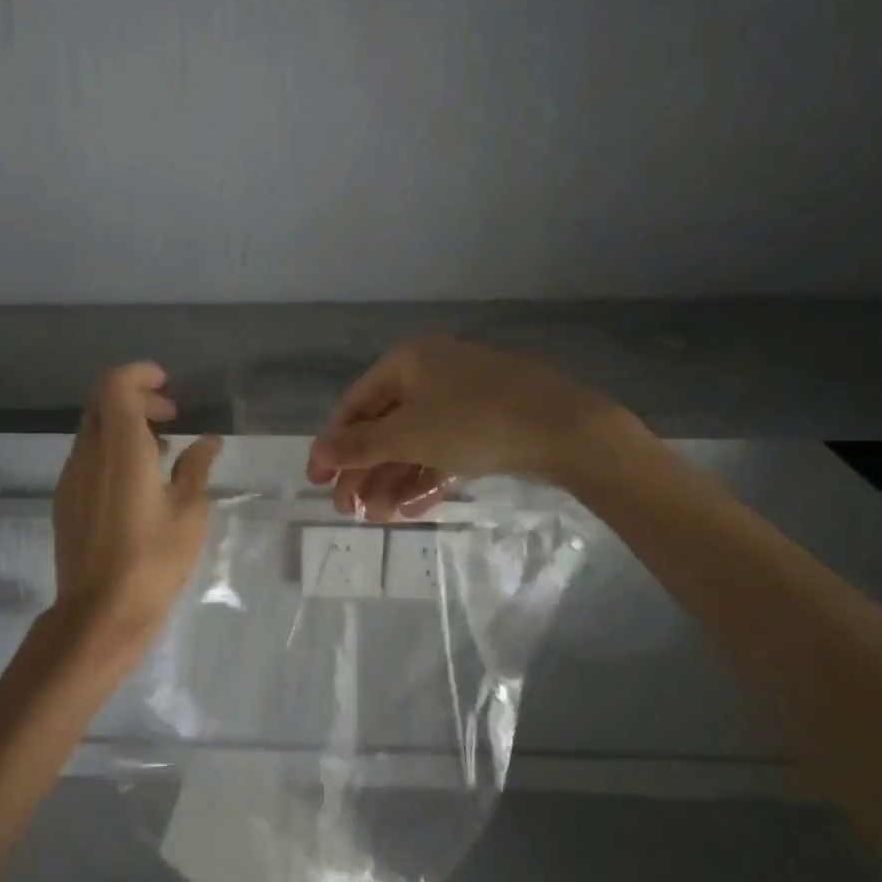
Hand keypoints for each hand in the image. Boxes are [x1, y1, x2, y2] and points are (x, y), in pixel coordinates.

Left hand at [53, 362, 222, 648]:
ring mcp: (72, 477)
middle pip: (101, 402)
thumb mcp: (189, 513)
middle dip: (136, 397)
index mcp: (122, 448)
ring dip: (123, 425)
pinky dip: (111, 449)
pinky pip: (87, 456)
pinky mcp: (66, 499)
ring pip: (92, 429)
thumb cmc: (153, 561)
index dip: (140, 375)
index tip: (167, 385)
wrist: (100, 612)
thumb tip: (207, 442)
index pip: (116, 386)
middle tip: (171, 415)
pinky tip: (137, 480)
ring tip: (160, 449)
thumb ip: (196, 468)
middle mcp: (89, 453)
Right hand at [306, 337, 617, 519]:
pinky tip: (411, 509)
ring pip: (413, 443)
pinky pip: (443, 451)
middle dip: (365, 471)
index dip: (333, 443)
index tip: (318, 480)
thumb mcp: (407, 435)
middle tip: (349, 510)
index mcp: (408, 363)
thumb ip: (359, 446)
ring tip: (379, 518)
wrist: (563, 429)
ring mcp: (461, 400)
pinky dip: (425, 478)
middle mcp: (431, 375)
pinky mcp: (485, 426)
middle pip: (384, 427)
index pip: (355, 404)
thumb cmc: (473, 421)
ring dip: (392, 481)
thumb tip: (318, 453)